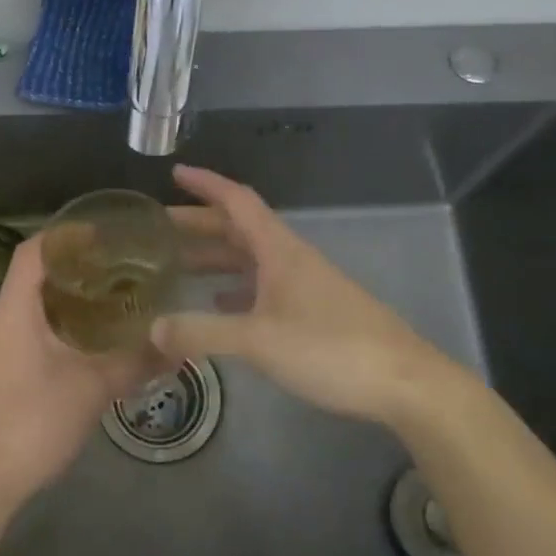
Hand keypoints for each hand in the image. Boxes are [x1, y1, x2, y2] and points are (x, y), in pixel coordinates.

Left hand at [0, 237, 159, 510]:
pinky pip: (27, 330)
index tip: (100, 233)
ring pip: (29, 305)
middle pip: (31, 276)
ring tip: (107, 297)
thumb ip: (134, 364)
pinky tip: (87, 339)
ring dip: (63, 297)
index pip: (31, 253)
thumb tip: (177, 349)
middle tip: (114, 265)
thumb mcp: (92, 389)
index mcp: (14, 313)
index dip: (63, 236)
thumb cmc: (34, 422)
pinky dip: (56, 323)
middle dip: (70, 266)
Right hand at [153, 165, 472, 428]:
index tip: (175, 173)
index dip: (206, 184)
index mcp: (279, 250)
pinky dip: (235, 290)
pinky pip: (262, 289)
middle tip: (159, 229)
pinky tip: (217, 306)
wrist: (404, 383)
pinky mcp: (312, 313)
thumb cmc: (330, 348)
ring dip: (215, 258)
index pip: (237, 201)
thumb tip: (151, 328)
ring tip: (177, 265)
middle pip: (239, 229)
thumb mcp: (259, 340)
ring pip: (250, 260)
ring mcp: (303, 286)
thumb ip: (203, 332)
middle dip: (199, 224)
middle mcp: (290, 259)